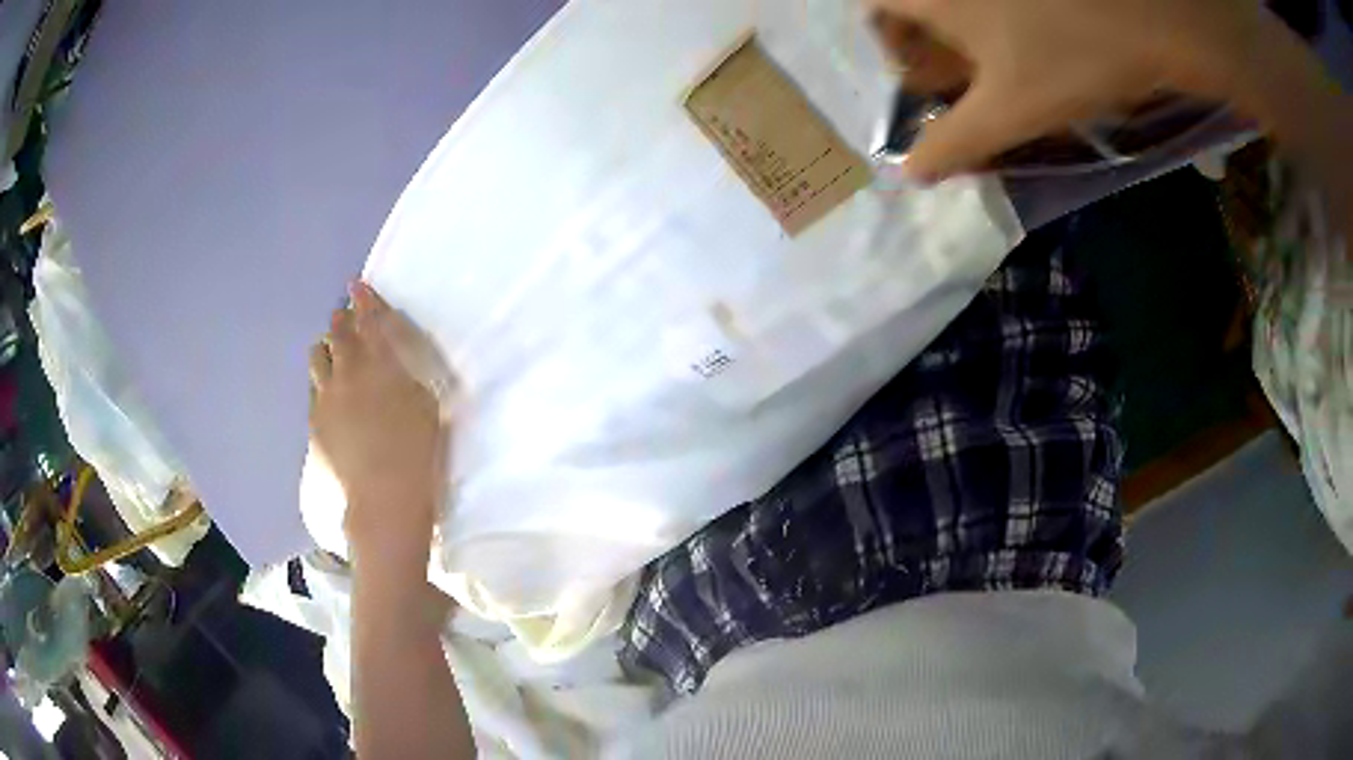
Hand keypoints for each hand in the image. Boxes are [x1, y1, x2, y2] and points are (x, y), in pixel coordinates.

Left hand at [309, 282, 450, 554]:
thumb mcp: (427, 404)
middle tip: (343, 314)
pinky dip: (320, 379)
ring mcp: (326, 397)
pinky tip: (327, 388)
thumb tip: (393, 361)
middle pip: (338, 334)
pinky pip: (313, 388)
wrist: (383, 494)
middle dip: (341, 320)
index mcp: (381, 364)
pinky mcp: (314, 420)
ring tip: (331, 350)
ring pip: (318, 357)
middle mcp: (349, 372)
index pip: (370, 321)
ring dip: (326, 347)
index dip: (364, 300)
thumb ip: (407, 375)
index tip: (356, 285)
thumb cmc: (417, 450)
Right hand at [866, 0, 1288, 179]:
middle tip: (959, 80)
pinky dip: (1001, 24)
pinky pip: (999, 7)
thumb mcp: (1013, 110)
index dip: (887, 43)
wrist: (1149, 16)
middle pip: (919, 5)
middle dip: (930, 42)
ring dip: (968, 35)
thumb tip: (912, 173)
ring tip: (1002, 70)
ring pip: (962, 7)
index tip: (919, 77)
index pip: (873, 8)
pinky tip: (1033, 45)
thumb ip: (957, 142)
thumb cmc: (1073, 57)